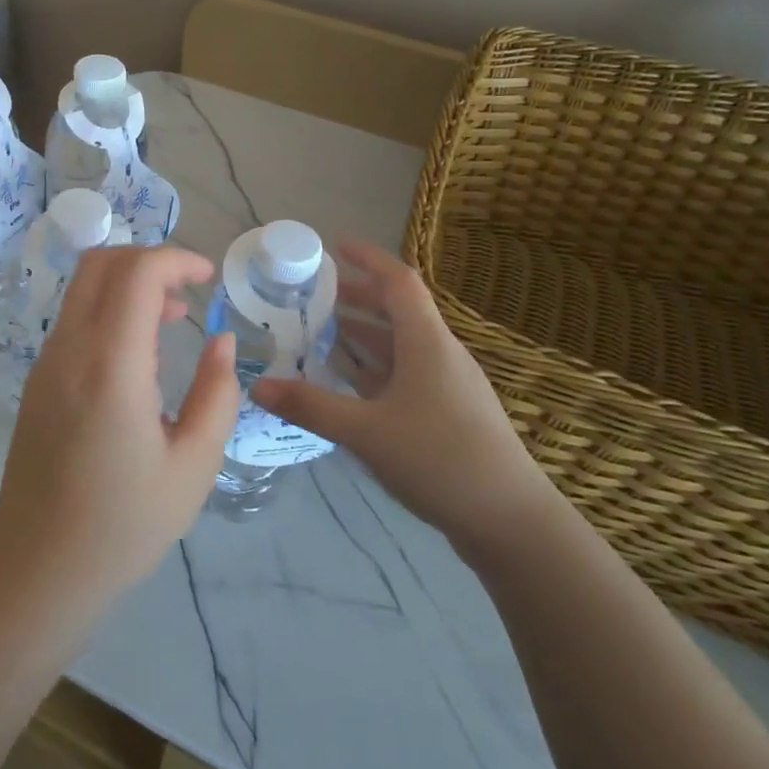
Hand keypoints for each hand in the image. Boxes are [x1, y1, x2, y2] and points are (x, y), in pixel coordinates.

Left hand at [0, 246, 238, 618]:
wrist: (41, 566)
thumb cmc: (125, 523)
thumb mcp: (194, 465)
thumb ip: (216, 393)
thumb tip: (220, 340)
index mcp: (111, 365)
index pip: (136, 273)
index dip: (176, 259)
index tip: (208, 278)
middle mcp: (70, 349)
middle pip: (101, 263)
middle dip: (149, 260)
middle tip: (187, 292)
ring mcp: (46, 362)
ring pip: (82, 288)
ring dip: (127, 284)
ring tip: (170, 321)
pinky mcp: (37, 379)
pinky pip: (72, 319)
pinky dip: (107, 309)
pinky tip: (135, 353)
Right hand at [252, 240, 556, 555]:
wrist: (511, 522)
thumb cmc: (441, 459)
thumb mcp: (367, 431)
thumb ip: (311, 406)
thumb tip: (257, 386)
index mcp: (427, 342)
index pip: (398, 282)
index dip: (367, 258)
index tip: (333, 246)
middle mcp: (439, 354)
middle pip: (395, 311)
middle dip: (355, 297)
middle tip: (310, 295)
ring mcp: (445, 385)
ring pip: (398, 345)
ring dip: (361, 334)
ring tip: (318, 332)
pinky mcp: (446, 413)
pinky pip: (402, 374)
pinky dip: (372, 368)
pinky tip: (345, 383)